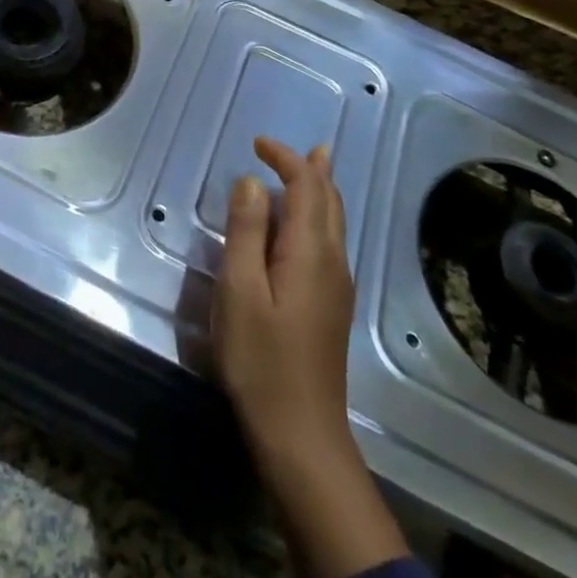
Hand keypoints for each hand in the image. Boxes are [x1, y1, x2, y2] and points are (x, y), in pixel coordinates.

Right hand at [214, 137, 355, 474]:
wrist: (301, 434)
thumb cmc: (262, 360)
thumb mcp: (240, 291)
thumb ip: (246, 232)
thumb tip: (251, 183)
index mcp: (310, 252)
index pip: (307, 187)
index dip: (286, 159)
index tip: (257, 143)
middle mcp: (333, 262)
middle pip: (329, 201)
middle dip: (310, 169)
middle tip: (285, 150)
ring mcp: (337, 287)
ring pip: (332, 223)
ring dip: (315, 191)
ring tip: (301, 172)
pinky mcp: (331, 307)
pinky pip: (327, 243)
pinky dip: (314, 217)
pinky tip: (297, 229)